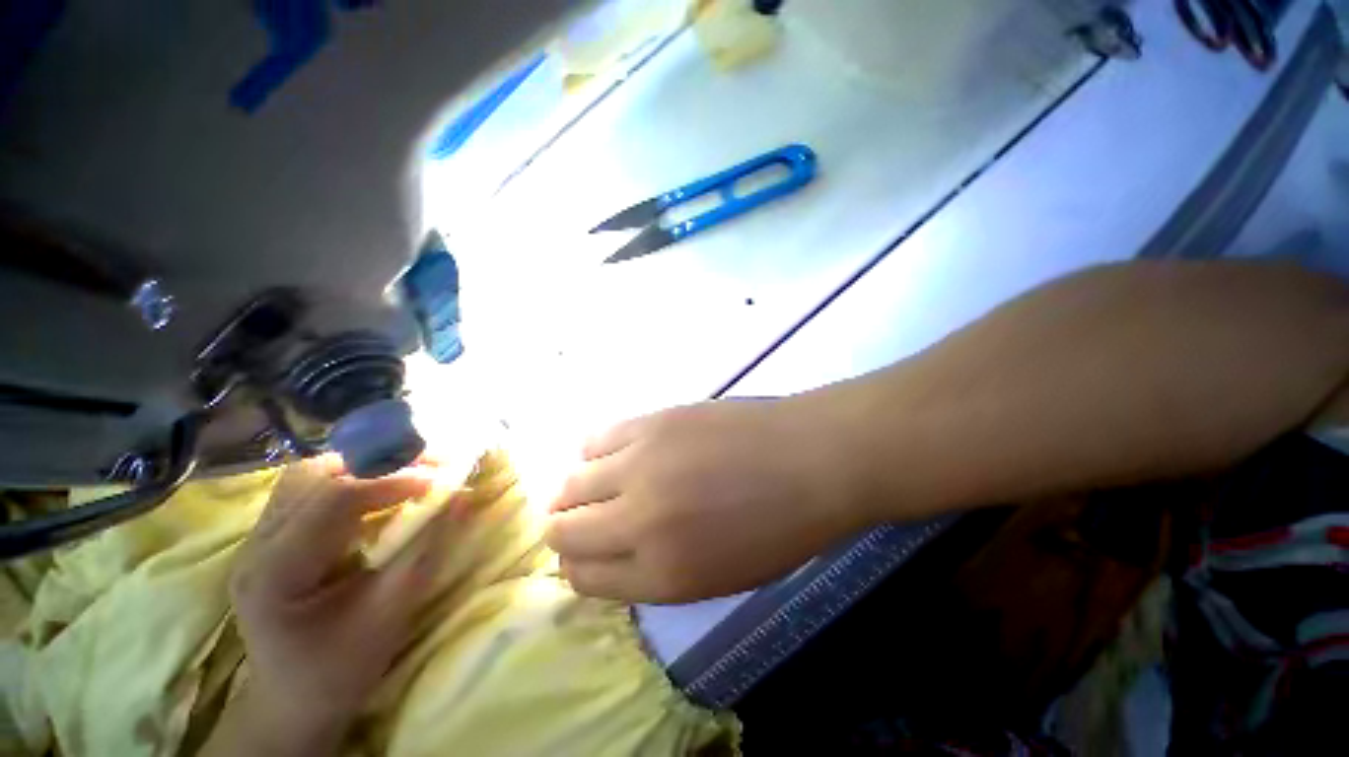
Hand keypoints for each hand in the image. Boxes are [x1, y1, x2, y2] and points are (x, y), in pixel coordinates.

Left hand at [223, 456, 444, 752]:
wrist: (293, 701)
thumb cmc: (340, 669)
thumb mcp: (389, 615)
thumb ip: (425, 552)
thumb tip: (462, 497)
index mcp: (275, 572)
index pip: (333, 499)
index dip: (394, 480)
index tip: (444, 479)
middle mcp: (256, 545)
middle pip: (316, 475)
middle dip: (381, 463)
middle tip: (431, 466)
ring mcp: (257, 538)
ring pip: (310, 474)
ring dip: (364, 466)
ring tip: (407, 474)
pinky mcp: (271, 537)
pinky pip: (309, 488)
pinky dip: (350, 478)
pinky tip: (376, 491)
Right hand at [545, 398, 869, 602]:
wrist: (810, 459)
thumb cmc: (777, 528)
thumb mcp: (718, 577)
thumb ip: (654, 572)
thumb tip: (608, 553)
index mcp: (662, 574)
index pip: (582, 578)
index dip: (576, 567)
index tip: (585, 555)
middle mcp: (639, 520)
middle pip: (562, 530)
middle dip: (564, 531)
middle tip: (583, 520)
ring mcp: (641, 463)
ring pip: (569, 483)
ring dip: (575, 491)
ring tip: (598, 485)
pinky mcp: (650, 422)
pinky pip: (593, 441)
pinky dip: (594, 454)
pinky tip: (615, 455)